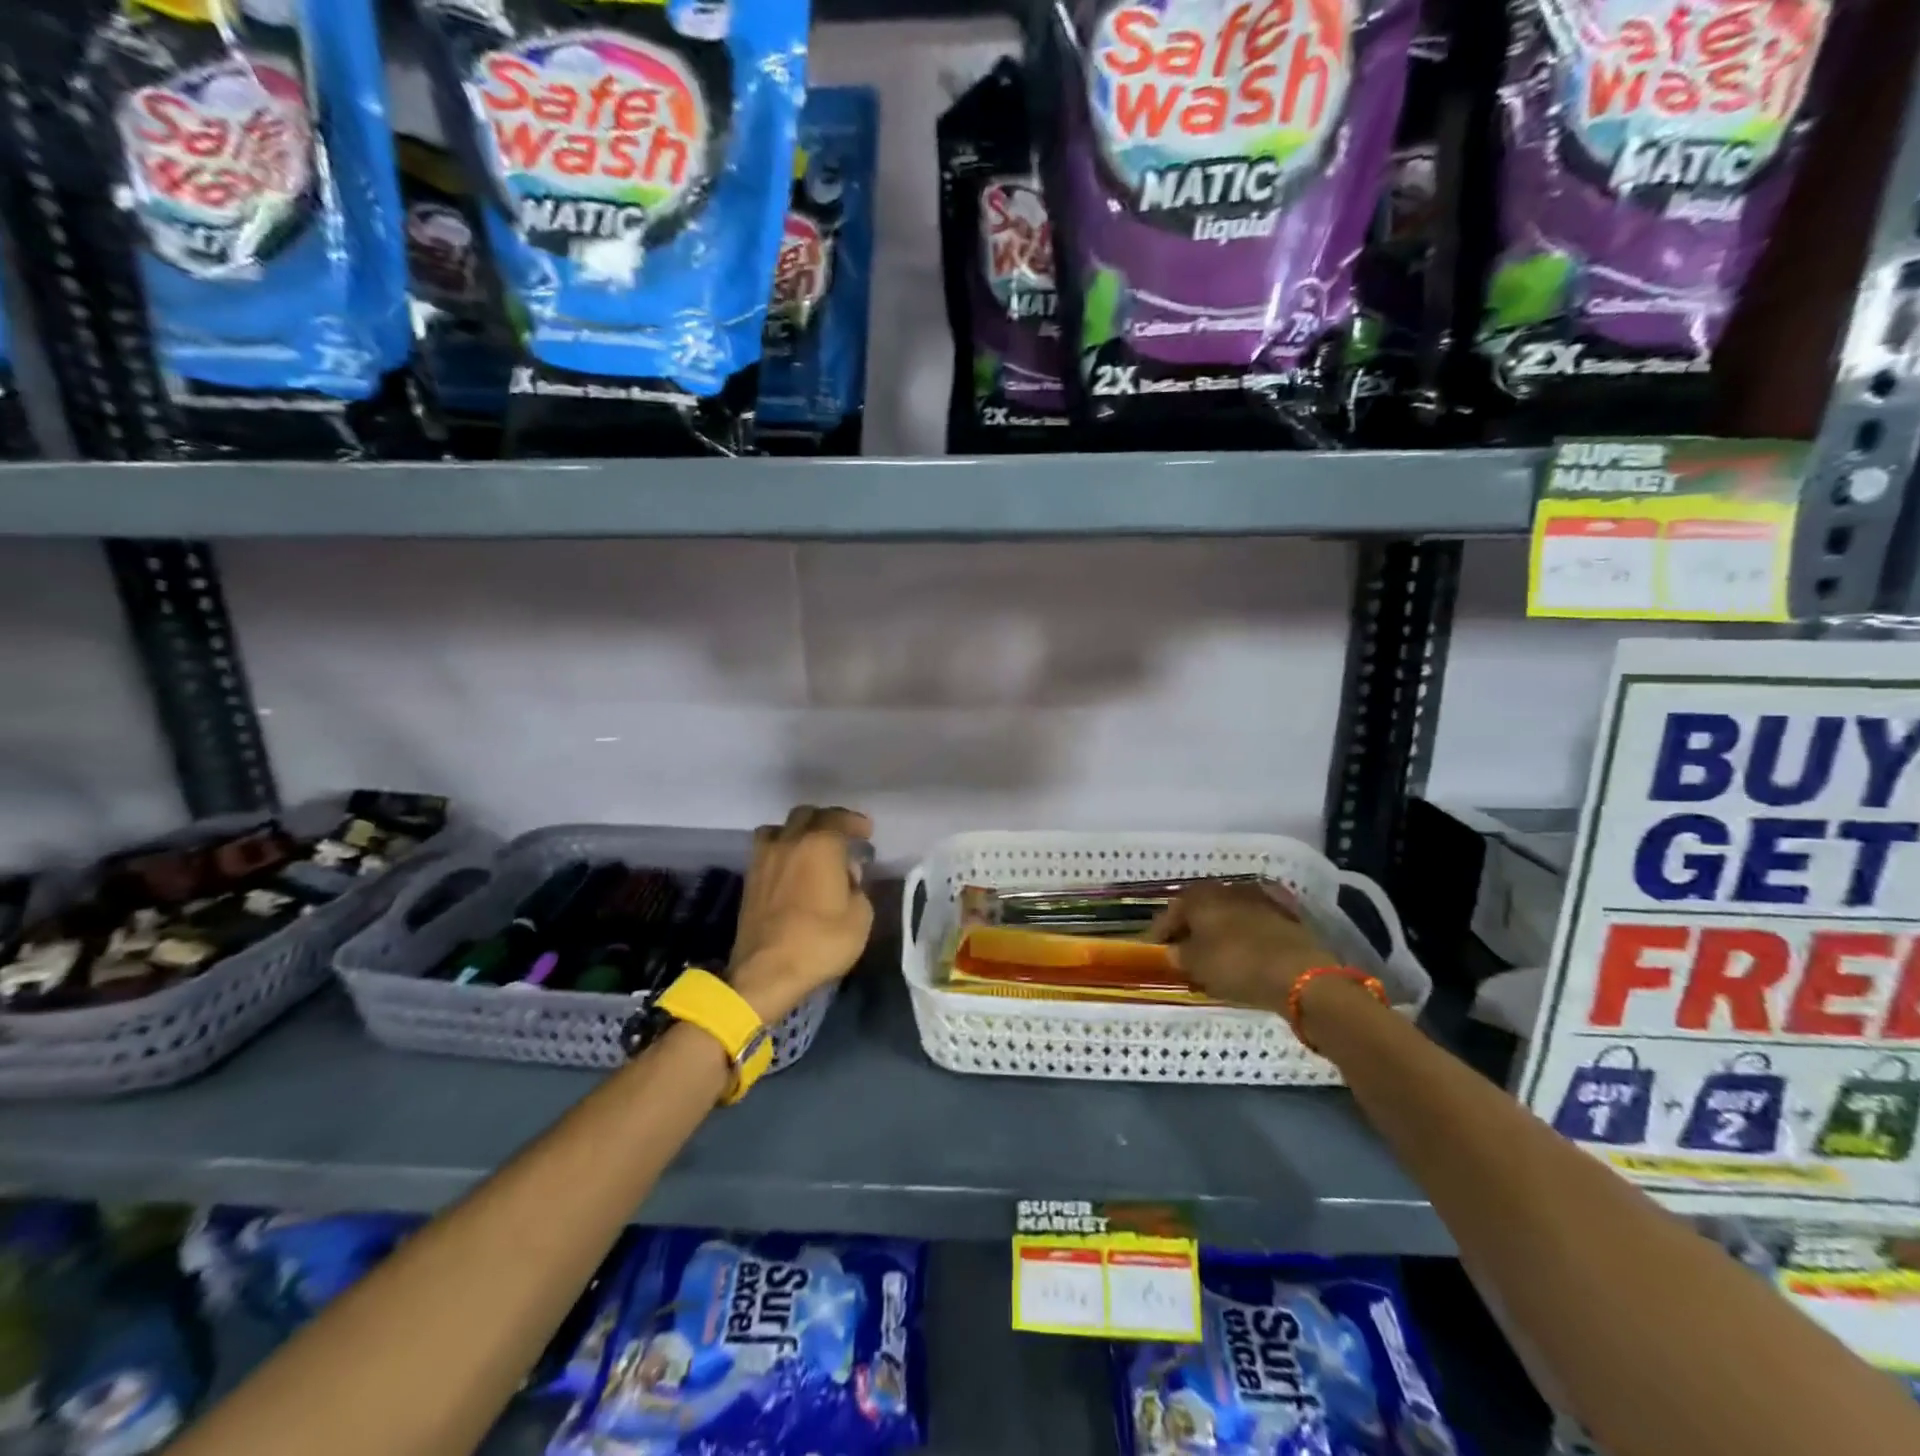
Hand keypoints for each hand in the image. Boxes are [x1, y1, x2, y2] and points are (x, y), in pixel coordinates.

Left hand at [726, 805, 875, 1024]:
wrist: (766, 973)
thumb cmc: (820, 942)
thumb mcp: (860, 918)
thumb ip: (858, 887)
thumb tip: (847, 875)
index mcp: (820, 844)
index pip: (838, 818)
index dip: (855, 822)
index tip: (867, 832)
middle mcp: (789, 842)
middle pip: (807, 815)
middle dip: (827, 820)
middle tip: (843, 836)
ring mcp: (764, 858)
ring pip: (780, 828)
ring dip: (798, 831)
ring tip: (811, 847)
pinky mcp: (749, 879)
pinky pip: (766, 848)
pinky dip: (781, 849)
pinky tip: (791, 867)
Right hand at [1147, 881, 1336, 1014]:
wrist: (1299, 973)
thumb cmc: (1236, 965)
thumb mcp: (1197, 965)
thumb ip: (1179, 955)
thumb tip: (1174, 951)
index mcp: (1199, 897)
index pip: (1170, 912)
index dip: (1160, 932)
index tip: (1154, 950)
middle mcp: (1226, 888)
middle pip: (1200, 908)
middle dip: (1191, 927)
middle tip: (1183, 949)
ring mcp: (1258, 897)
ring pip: (1229, 912)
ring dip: (1219, 928)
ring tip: (1214, 951)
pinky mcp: (1285, 913)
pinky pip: (1254, 921)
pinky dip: (1246, 932)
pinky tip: (1244, 947)